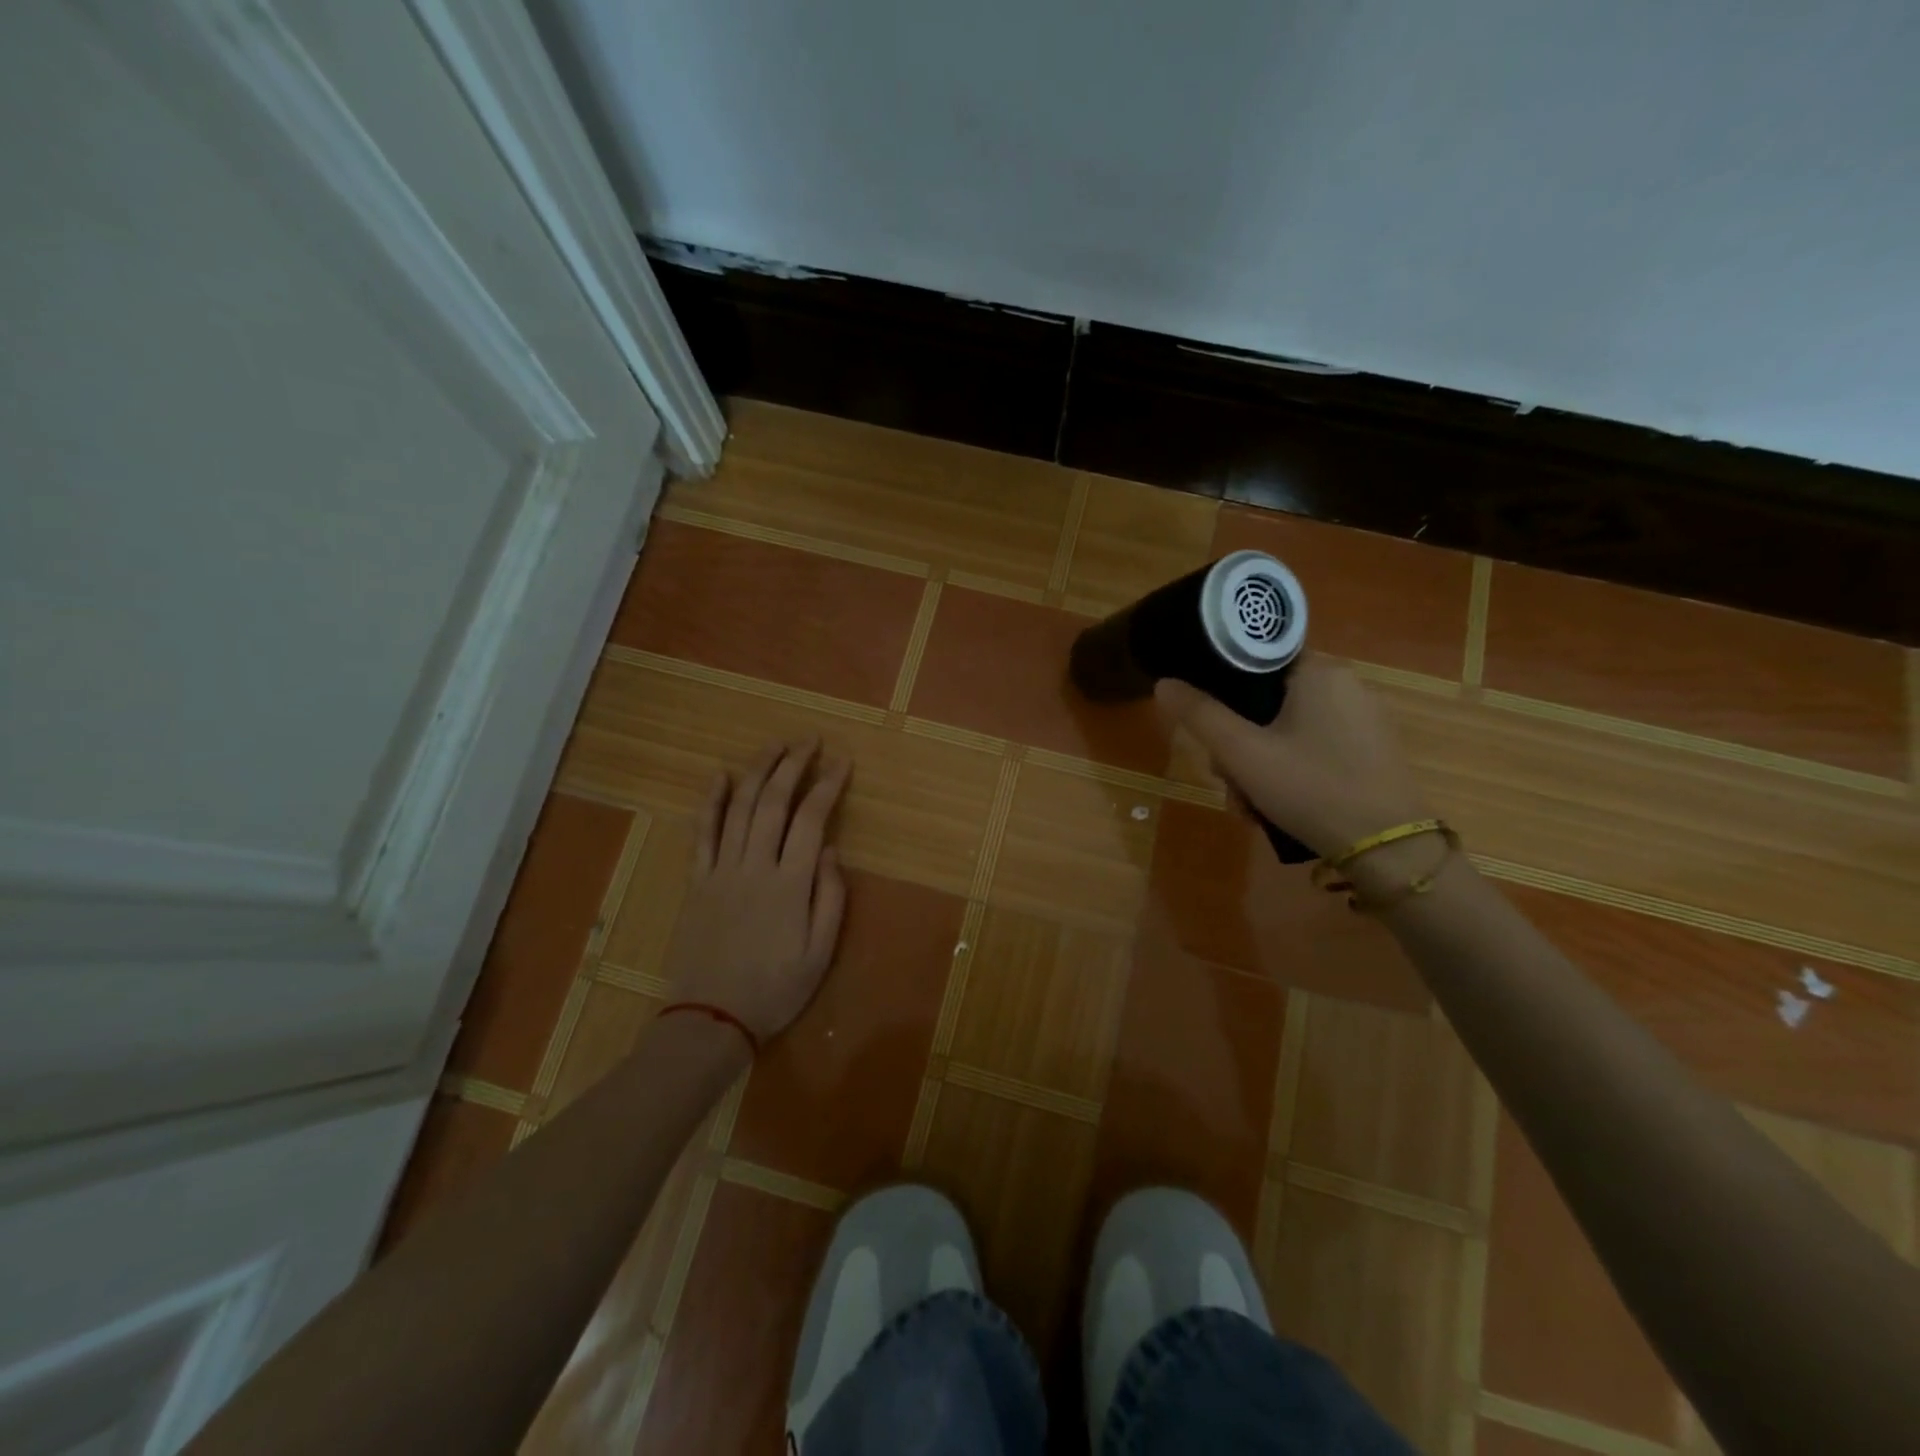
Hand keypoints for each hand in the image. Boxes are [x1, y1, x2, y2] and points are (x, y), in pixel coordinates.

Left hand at [662, 738, 850, 1042]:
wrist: (710, 1020)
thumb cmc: (775, 990)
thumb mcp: (820, 954)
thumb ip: (830, 898)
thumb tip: (833, 851)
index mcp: (790, 884)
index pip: (812, 820)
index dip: (827, 785)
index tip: (842, 762)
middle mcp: (755, 867)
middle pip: (773, 803)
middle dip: (793, 765)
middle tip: (808, 739)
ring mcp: (721, 870)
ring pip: (738, 808)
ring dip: (757, 771)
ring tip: (774, 745)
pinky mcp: (697, 881)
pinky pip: (702, 833)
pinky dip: (710, 801)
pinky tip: (719, 775)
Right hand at [1155, 654, 1429, 858]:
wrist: (1387, 849)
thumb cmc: (1311, 788)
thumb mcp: (1242, 753)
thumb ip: (1200, 715)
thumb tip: (1164, 683)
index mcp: (1319, 671)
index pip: (1257, 658)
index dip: (1223, 688)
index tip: (1210, 724)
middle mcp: (1347, 685)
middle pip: (1268, 701)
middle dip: (1238, 744)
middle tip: (1226, 779)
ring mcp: (1364, 720)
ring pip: (1287, 730)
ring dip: (1258, 765)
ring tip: (1249, 806)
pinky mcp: (1371, 751)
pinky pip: (1314, 748)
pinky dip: (1289, 772)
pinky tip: (1276, 807)